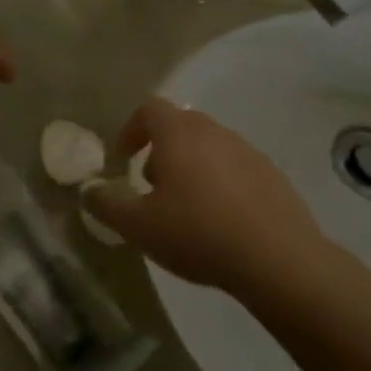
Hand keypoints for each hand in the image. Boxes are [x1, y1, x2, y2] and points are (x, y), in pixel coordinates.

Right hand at [83, 98, 331, 300]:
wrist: (280, 262)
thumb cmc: (198, 233)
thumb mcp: (138, 226)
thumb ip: (107, 205)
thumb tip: (89, 191)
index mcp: (178, 133)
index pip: (149, 109)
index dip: (131, 129)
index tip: (124, 158)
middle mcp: (214, 132)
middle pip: (180, 125)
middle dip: (161, 149)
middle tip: (152, 184)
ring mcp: (248, 152)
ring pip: (210, 147)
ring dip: (193, 166)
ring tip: (187, 207)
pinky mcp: (274, 177)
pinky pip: (238, 169)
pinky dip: (223, 184)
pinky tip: (223, 221)